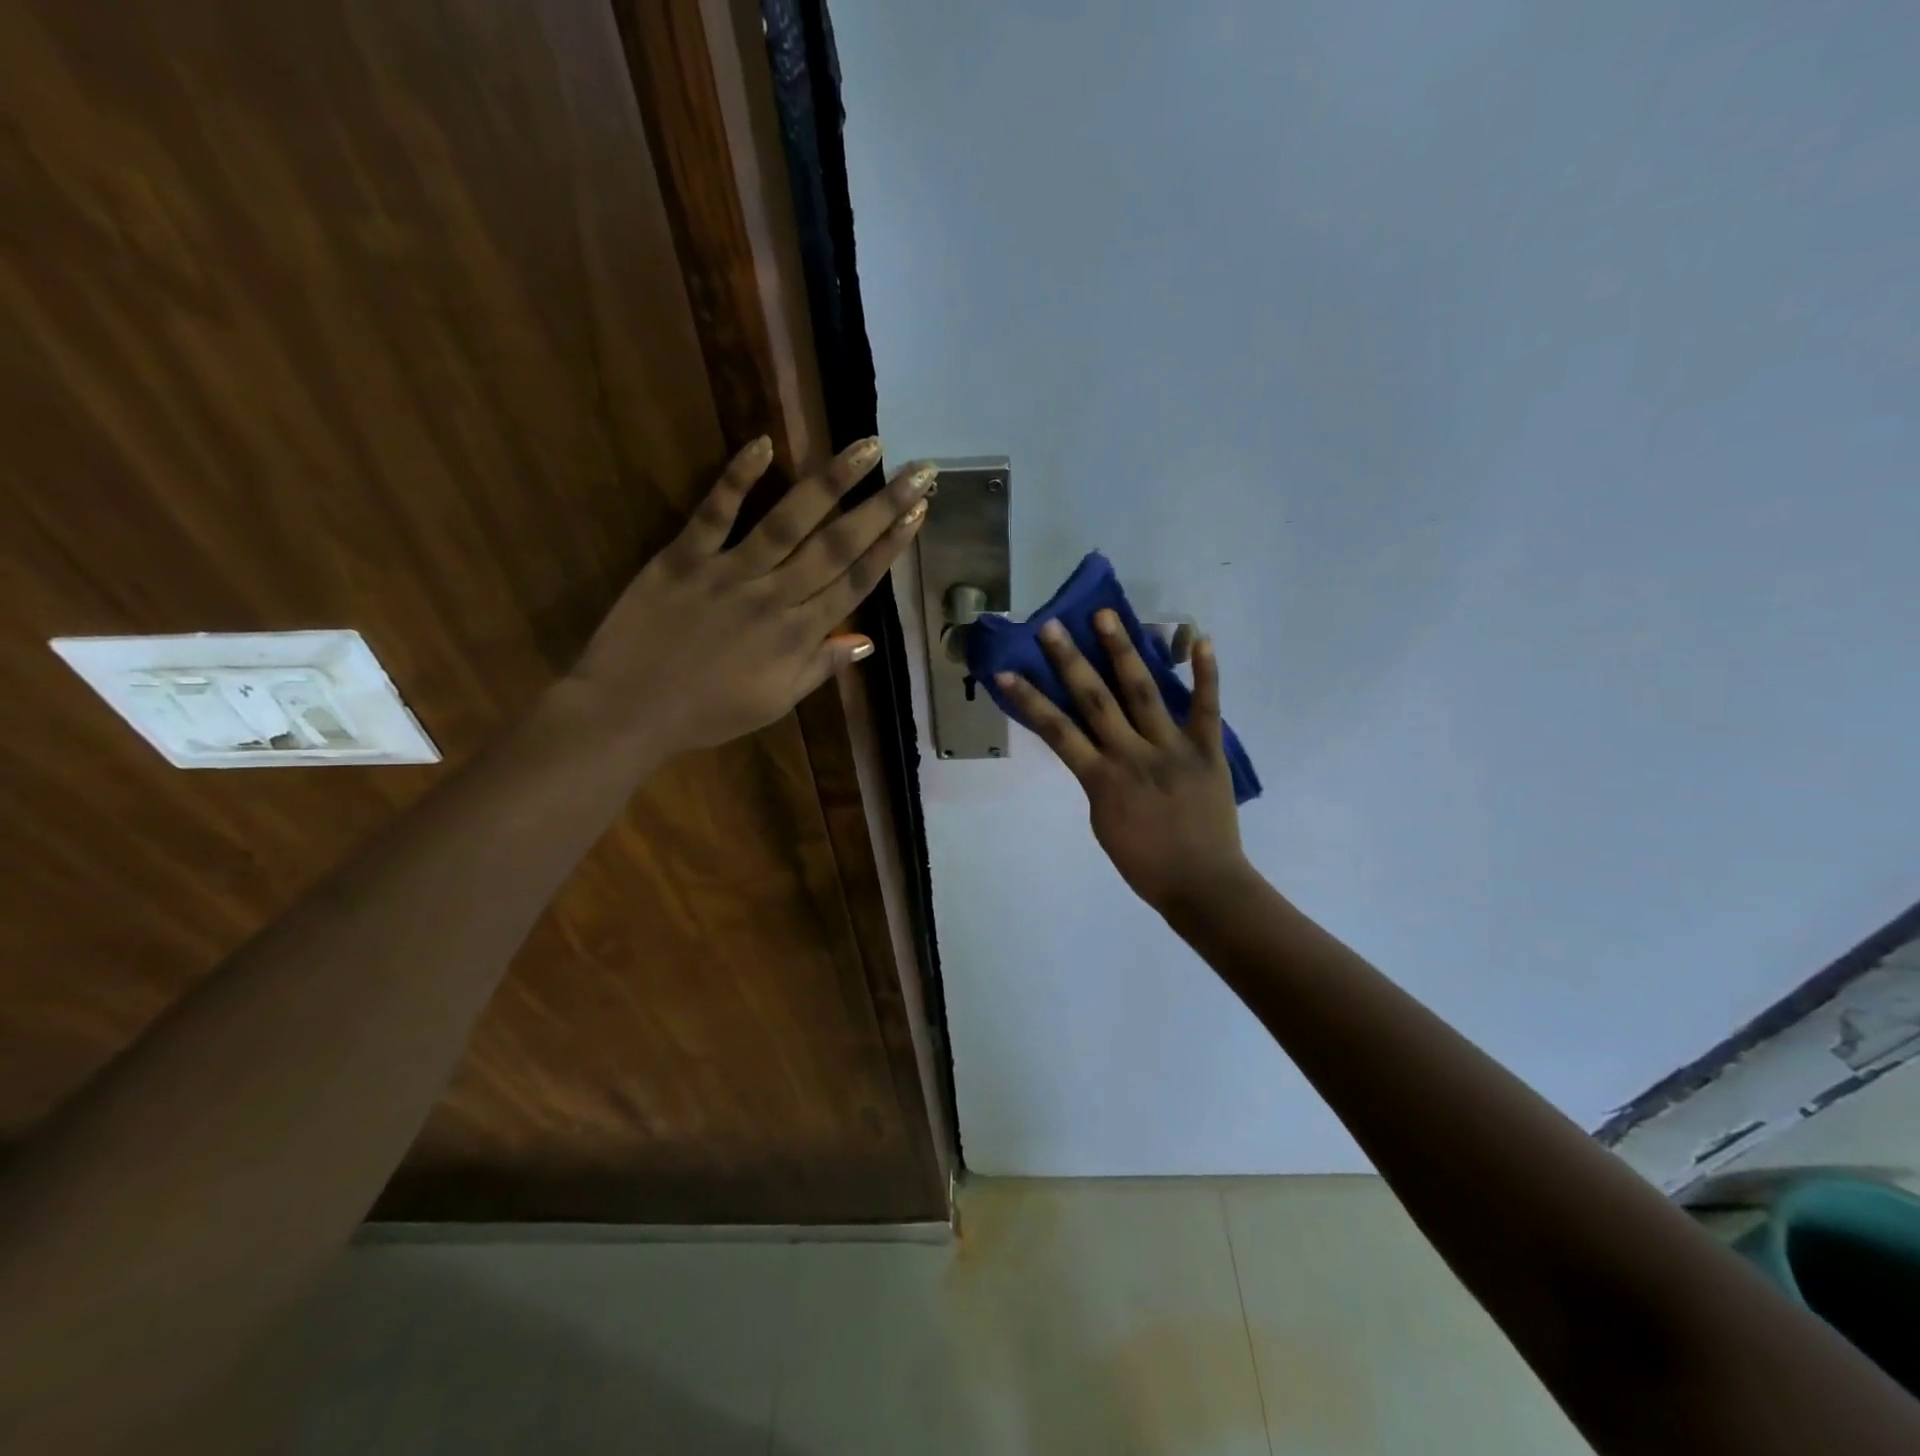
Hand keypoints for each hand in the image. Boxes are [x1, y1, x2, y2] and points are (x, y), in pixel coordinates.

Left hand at [567, 435, 934, 758]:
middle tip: (917, 470)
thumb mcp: (775, 703)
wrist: (629, 711)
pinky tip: (765, 443)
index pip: (856, 582)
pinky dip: (738, 477)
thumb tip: (867, 641)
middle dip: (882, 506)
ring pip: (790, 521)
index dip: (890, 546)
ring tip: (866, 446)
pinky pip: (715, 512)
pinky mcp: (684, 557)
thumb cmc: (707, 714)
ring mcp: (730, 572)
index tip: (918, 513)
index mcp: (798, 636)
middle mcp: (775, 597)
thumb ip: (821, 667)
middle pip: (837, 545)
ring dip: (831, 481)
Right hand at [995, 613, 1249, 914]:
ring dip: (1123, 651)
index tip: (1006, 672)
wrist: (1202, 885)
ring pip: (1143, 692)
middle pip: (1095, 700)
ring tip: (1107, 616)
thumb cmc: (1144, 863)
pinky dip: (1206, 673)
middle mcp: (1132, 754)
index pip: (1057, 731)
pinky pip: (1207, 707)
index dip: (1029, 699)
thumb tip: (1092, 746)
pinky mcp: (1208, 749)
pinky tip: (1200, 638)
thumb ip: (1096, 779)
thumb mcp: (1102, 822)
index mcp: (1101, 778)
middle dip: (1070, 660)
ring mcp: (1172, 748)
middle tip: (1052, 626)